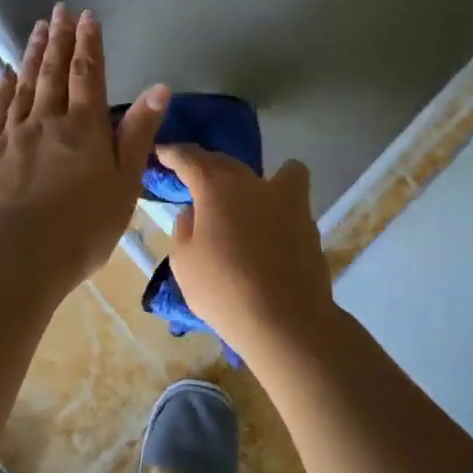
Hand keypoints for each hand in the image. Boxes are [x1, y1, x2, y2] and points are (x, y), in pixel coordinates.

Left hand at [0, 5, 166, 293]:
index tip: (86, 16)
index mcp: (84, 128)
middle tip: (58, 9)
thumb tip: (159, 87)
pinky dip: (2, 88)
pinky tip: (4, 73)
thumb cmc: (82, 227)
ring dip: (33, 54)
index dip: (89, 44)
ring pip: (24, 85)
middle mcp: (47, 121)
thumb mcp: (124, 184)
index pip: (88, 75)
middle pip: (53, 72)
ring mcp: (13, 136)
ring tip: (37, 28)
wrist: (16, 259)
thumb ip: (138, 133)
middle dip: (60, 39)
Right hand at [157, 147, 335, 354]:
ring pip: (279, 174)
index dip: (173, 153)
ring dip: (261, 182)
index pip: (190, 158)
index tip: (162, 152)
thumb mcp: (184, 263)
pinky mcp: (310, 225)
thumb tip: (195, 213)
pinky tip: (269, 235)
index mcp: (218, 186)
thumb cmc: (223, 290)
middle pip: (228, 163)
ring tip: (248, 203)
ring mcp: (289, 201)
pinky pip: (293, 205)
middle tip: (196, 181)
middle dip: (209, 167)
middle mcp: (254, 183)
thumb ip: (185, 229)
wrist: (286, 320)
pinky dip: (280, 211)